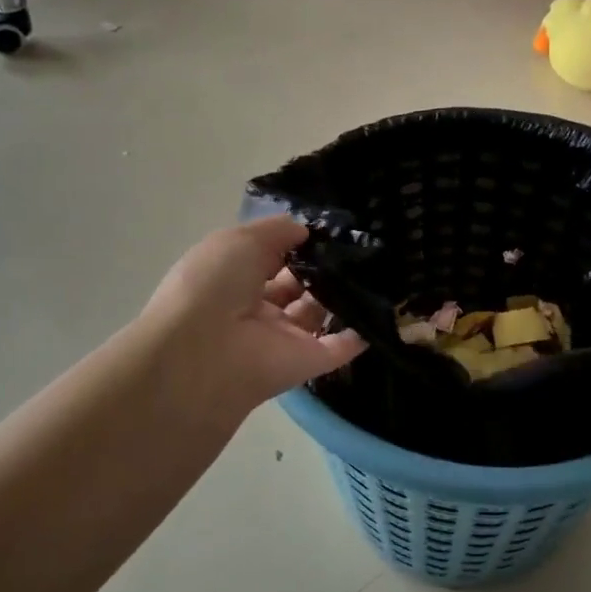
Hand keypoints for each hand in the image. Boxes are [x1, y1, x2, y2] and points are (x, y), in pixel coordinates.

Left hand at [139, 217, 365, 417]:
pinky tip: (385, 310)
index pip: (270, 259)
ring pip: (318, 314)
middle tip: (359, 246)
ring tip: (377, 269)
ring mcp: (284, 338)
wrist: (205, 352)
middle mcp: (257, 309)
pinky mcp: (307, 363)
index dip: (295, 244)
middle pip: (297, 286)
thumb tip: (306, 231)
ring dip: (343, 295)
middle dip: (322, 268)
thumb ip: (277, 231)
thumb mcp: (240, 240)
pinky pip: (338, 348)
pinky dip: (360, 334)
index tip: (330, 229)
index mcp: (233, 278)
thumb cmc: (214, 284)